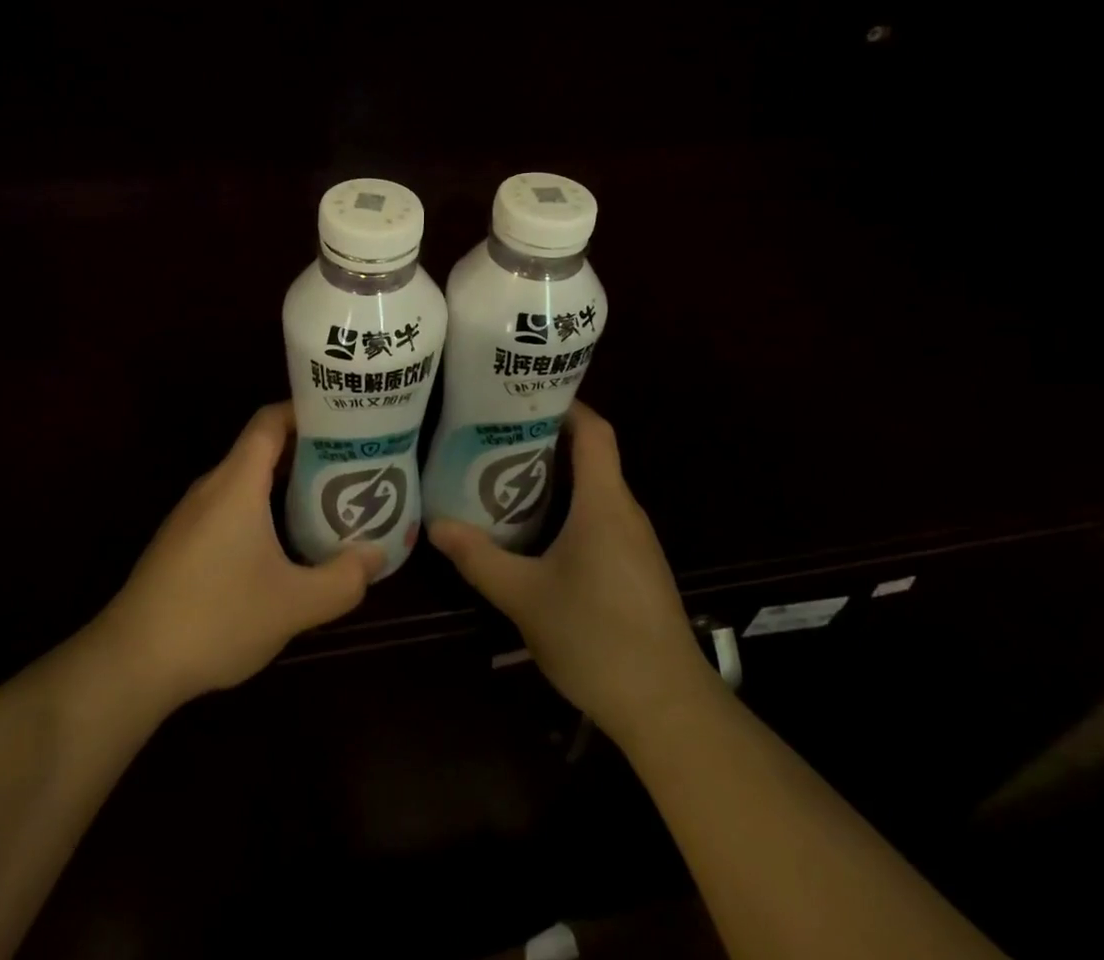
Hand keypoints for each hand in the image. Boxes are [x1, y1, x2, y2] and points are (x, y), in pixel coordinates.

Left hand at [91, 402, 381, 712]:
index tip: (342, 419)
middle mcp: (212, 487)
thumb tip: (376, 555)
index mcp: (237, 483)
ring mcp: (191, 515)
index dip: (305, 412)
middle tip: (349, 463)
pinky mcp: (181, 543)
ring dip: (284, 484)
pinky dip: (261, 509)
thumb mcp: (293, 605)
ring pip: (245, 481)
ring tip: (326, 500)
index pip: (270, 421)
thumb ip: (342, 580)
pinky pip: (229, 507)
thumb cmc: (216, 617)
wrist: (131, 662)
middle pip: (261, 449)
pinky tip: (281, 545)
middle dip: (306, 451)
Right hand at [429, 402, 712, 745]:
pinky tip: (540, 532)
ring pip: (597, 489)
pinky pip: (603, 518)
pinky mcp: (638, 568)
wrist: (667, 708)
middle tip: (497, 435)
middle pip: (593, 455)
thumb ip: (479, 558)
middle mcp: (625, 511)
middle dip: (548, 438)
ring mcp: (636, 541)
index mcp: (604, 502)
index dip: (565, 405)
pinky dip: (571, 508)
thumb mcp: (524, 597)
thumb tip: (436, 526)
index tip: (524, 396)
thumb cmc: (595, 637)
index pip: (595, 431)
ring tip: (508, 475)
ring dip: (558, 476)